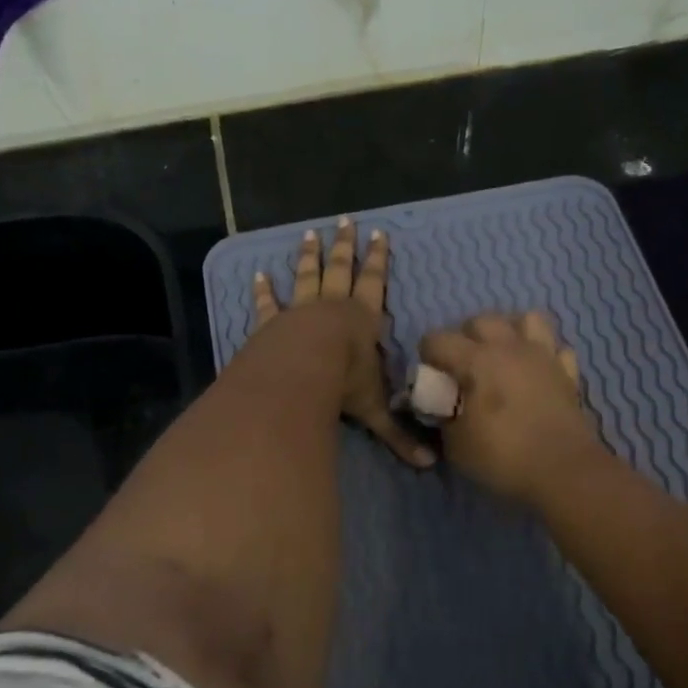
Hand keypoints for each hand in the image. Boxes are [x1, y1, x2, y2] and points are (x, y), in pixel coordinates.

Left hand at [252, 218, 434, 467]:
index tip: (379, 234)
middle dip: (345, 247)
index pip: (375, 284)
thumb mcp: (375, 408)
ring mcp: (299, 312)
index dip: (378, 260)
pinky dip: (264, 291)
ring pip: (306, 277)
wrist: (300, 374)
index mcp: (362, 319)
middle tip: (345, 222)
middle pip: (340, 270)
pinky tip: (259, 275)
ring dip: (309, 257)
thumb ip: (398, 434)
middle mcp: (332, 308)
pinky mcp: (271, 324)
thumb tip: (429, 466)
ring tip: (309, 234)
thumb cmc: (343, 383)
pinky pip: (268, 304)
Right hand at [419, 313, 599, 504]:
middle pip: (481, 321)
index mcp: (477, 361)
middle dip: (465, 338)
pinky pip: (556, 349)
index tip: (430, 377)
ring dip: (510, 332)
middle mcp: (510, 348)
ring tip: (503, 356)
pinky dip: (544, 355)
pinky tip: (537, 372)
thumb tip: (443, 407)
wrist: (564, 472)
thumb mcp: (456, 445)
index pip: (438, 340)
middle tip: (463, 367)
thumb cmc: (503, 457)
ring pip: (526, 320)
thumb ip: (443, 418)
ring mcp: (543, 357)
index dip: (428, 355)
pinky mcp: (568, 373)